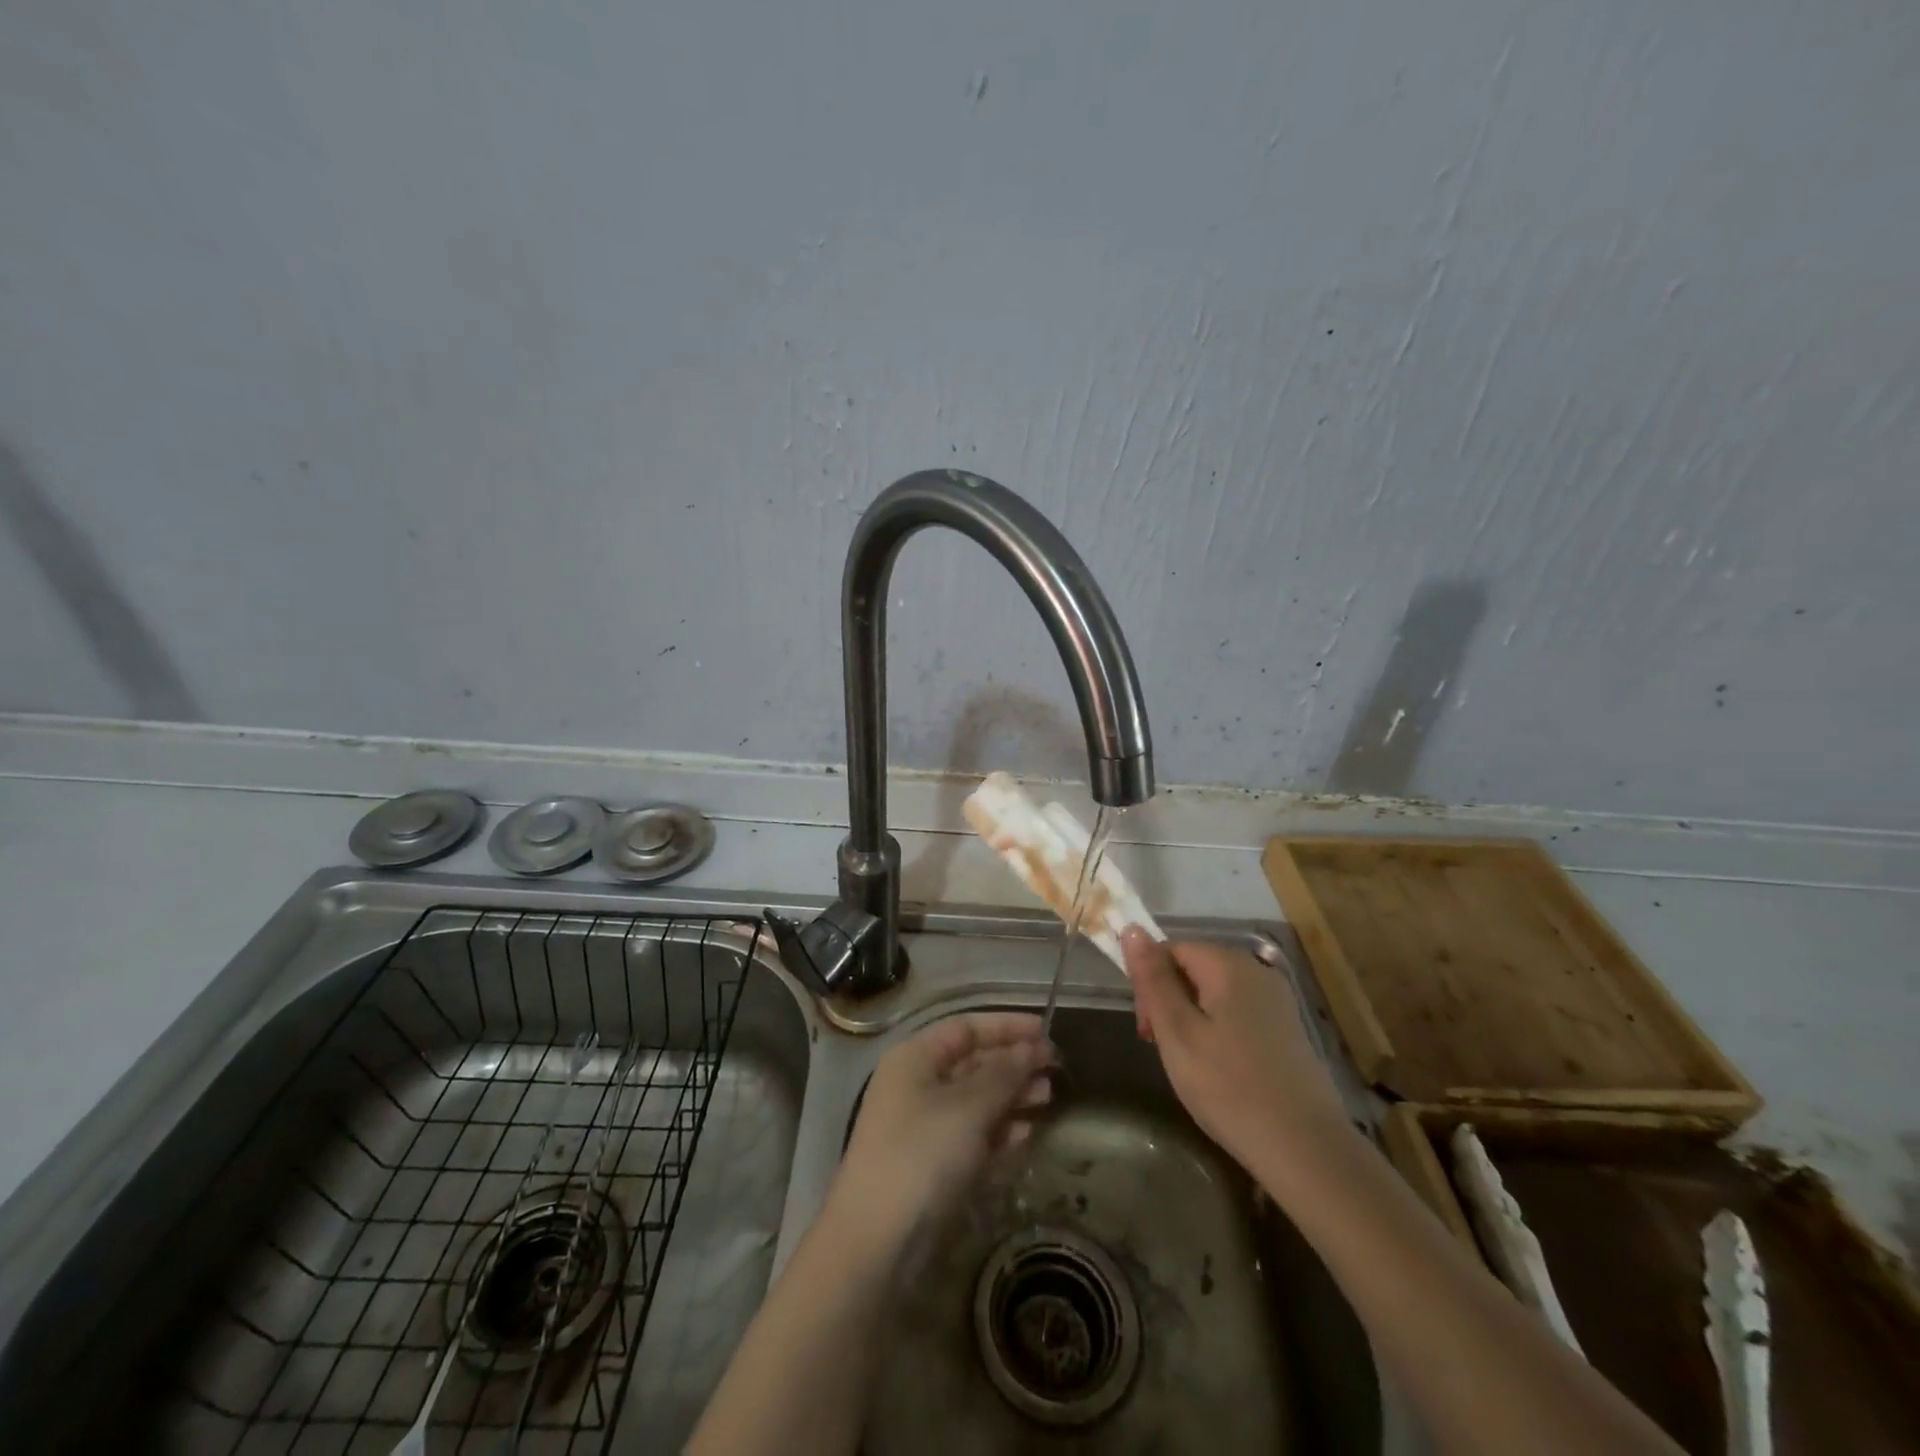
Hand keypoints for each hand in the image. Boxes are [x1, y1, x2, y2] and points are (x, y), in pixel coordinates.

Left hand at [831, 1012, 1054, 1248]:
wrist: (876, 1243)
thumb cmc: (921, 1155)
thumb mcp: (968, 1107)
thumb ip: (1004, 1073)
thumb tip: (1032, 1048)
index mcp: (915, 1058)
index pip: (966, 1028)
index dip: (1006, 1027)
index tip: (1046, 1032)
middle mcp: (917, 1085)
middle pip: (972, 1063)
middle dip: (1013, 1064)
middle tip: (1054, 1072)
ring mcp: (924, 1127)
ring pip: (976, 1101)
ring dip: (1012, 1097)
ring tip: (1048, 1100)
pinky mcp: (933, 1166)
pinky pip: (973, 1136)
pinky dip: (1000, 1132)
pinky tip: (1027, 1135)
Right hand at [1123, 929, 1349, 1181]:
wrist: (1307, 1150)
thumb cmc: (1229, 1088)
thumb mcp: (1177, 1032)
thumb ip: (1153, 979)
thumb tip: (1131, 928)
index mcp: (1228, 964)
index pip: (1171, 949)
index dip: (1150, 983)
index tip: (1147, 1030)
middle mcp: (1257, 971)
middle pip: (1194, 968)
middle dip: (1170, 1002)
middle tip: (1164, 1050)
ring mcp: (1277, 1000)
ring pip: (1215, 993)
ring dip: (1192, 1020)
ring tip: (1191, 1065)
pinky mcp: (1288, 1029)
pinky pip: (1238, 1013)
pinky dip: (1218, 1032)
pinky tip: (1220, 1071)